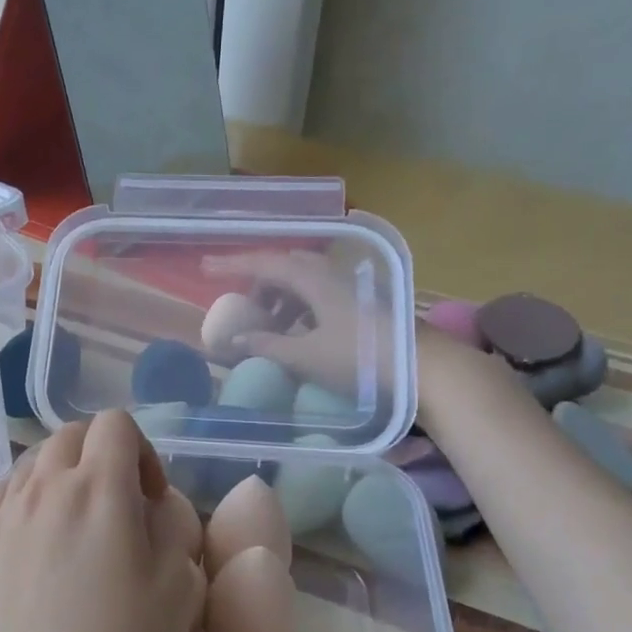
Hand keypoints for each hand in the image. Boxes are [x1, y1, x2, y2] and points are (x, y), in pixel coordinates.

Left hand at [0, 410, 205, 631]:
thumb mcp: (178, 591)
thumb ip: (172, 529)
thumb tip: (152, 506)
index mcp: (98, 489)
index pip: (115, 424)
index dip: (142, 449)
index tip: (152, 498)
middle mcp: (43, 489)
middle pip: (70, 436)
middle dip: (102, 455)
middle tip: (120, 508)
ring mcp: (1, 519)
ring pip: (32, 464)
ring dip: (63, 476)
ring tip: (78, 527)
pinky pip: (0, 499)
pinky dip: (26, 500)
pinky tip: (36, 542)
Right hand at [201, 250, 392, 395]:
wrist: (426, 368)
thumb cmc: (362, 360)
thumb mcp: (307, 356)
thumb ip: (268, 346)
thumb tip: (234, 340)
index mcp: (315, 280)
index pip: (265, 263)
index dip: (233, 265)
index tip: (205, 269)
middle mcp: (333, 275)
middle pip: (287, 267)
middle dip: (260, 283)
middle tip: (243, 307)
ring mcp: (352, 288)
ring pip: (306, 282)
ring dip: (282, 299)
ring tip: (270, 328)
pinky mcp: (365, 305)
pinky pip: (321, 296)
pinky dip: (302, 309)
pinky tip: (301, 335)